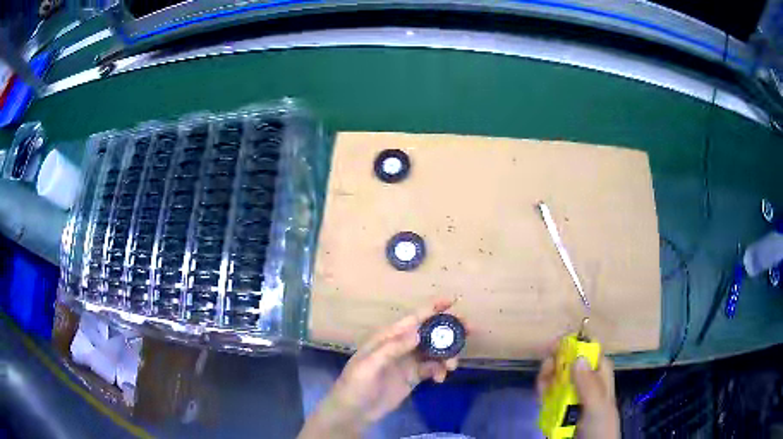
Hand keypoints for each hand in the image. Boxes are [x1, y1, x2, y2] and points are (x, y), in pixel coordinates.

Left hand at [298, 298, 460, 438]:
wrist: (353, 412)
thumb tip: (417, 331)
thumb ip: (392, 348)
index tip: (454, 301)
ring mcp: (408, 362)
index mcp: (389, 337)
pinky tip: (440, 379)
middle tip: (469, 330)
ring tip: (451, 366)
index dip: (433, 308)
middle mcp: (401, 346)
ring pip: (435, 350)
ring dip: (448, 354)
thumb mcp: (369, 364)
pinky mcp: (413, 377)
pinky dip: (440, 371)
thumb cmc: (355, 384)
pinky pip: (433, 368)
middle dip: (449, 329)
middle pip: (430, 332)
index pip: (414, 318)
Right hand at [536, 345, 619, 438]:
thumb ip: (589, 385)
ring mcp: (572, 392)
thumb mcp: (598, 405)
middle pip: (568, 361)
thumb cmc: (600, 425)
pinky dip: (542, 392)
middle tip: (544, 369)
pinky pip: (549, 393)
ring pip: (556, 376)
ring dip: (546, 377)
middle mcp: (585, 378)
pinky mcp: (561, 405)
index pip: (587, 350)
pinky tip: (539, 397)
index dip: (570, 344)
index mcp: (599, 372)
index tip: (552, 345)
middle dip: (554, 362)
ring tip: (541, 387)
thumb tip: (578, 358)